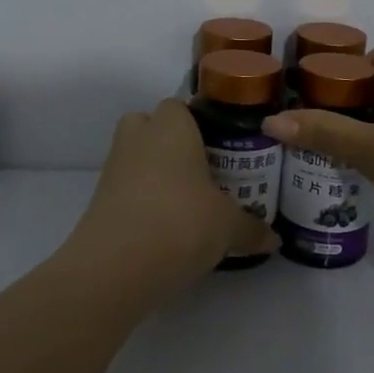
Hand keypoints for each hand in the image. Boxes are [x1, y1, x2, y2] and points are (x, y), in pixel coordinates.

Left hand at [72, 98, 278, 290]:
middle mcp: (138, 138)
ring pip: (137, 159)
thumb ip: (252, 228)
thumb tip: (274, 239)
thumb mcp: (229, 226)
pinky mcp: (99, 201)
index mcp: (171, 127)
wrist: (116, 266)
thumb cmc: (181, 222)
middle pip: (151, 126)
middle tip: (202, 170)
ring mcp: (113, 169)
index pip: (180, 106)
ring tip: (188, 203)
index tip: (222, 148)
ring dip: (157, 174)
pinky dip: (143, 201)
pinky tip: (167, 227)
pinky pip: (127, 189)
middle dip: (171, 144)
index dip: (200, 123)